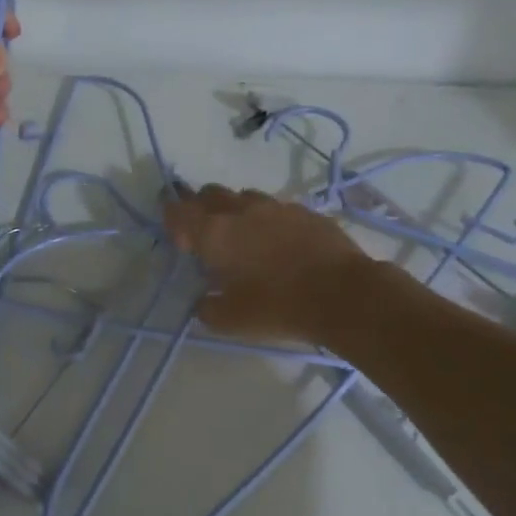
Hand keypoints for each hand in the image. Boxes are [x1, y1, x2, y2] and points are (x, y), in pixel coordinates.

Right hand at [163, 185, 373, 343]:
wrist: (343, 295)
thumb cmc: (277, 307)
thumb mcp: (230, 320)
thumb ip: (207, 308)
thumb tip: (203, 301)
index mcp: (214, 233)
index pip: (178, 211)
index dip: (171, 219)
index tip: (179, 240)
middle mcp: (241, 211)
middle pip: (209, 194)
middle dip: (200, 209)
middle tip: (205, 235)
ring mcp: (276, 207)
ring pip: (244, 197)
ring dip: (235, 212)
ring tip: (242, 238)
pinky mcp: (306, 212)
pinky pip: (276, 209)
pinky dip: (267, 221)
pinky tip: (277, 243)